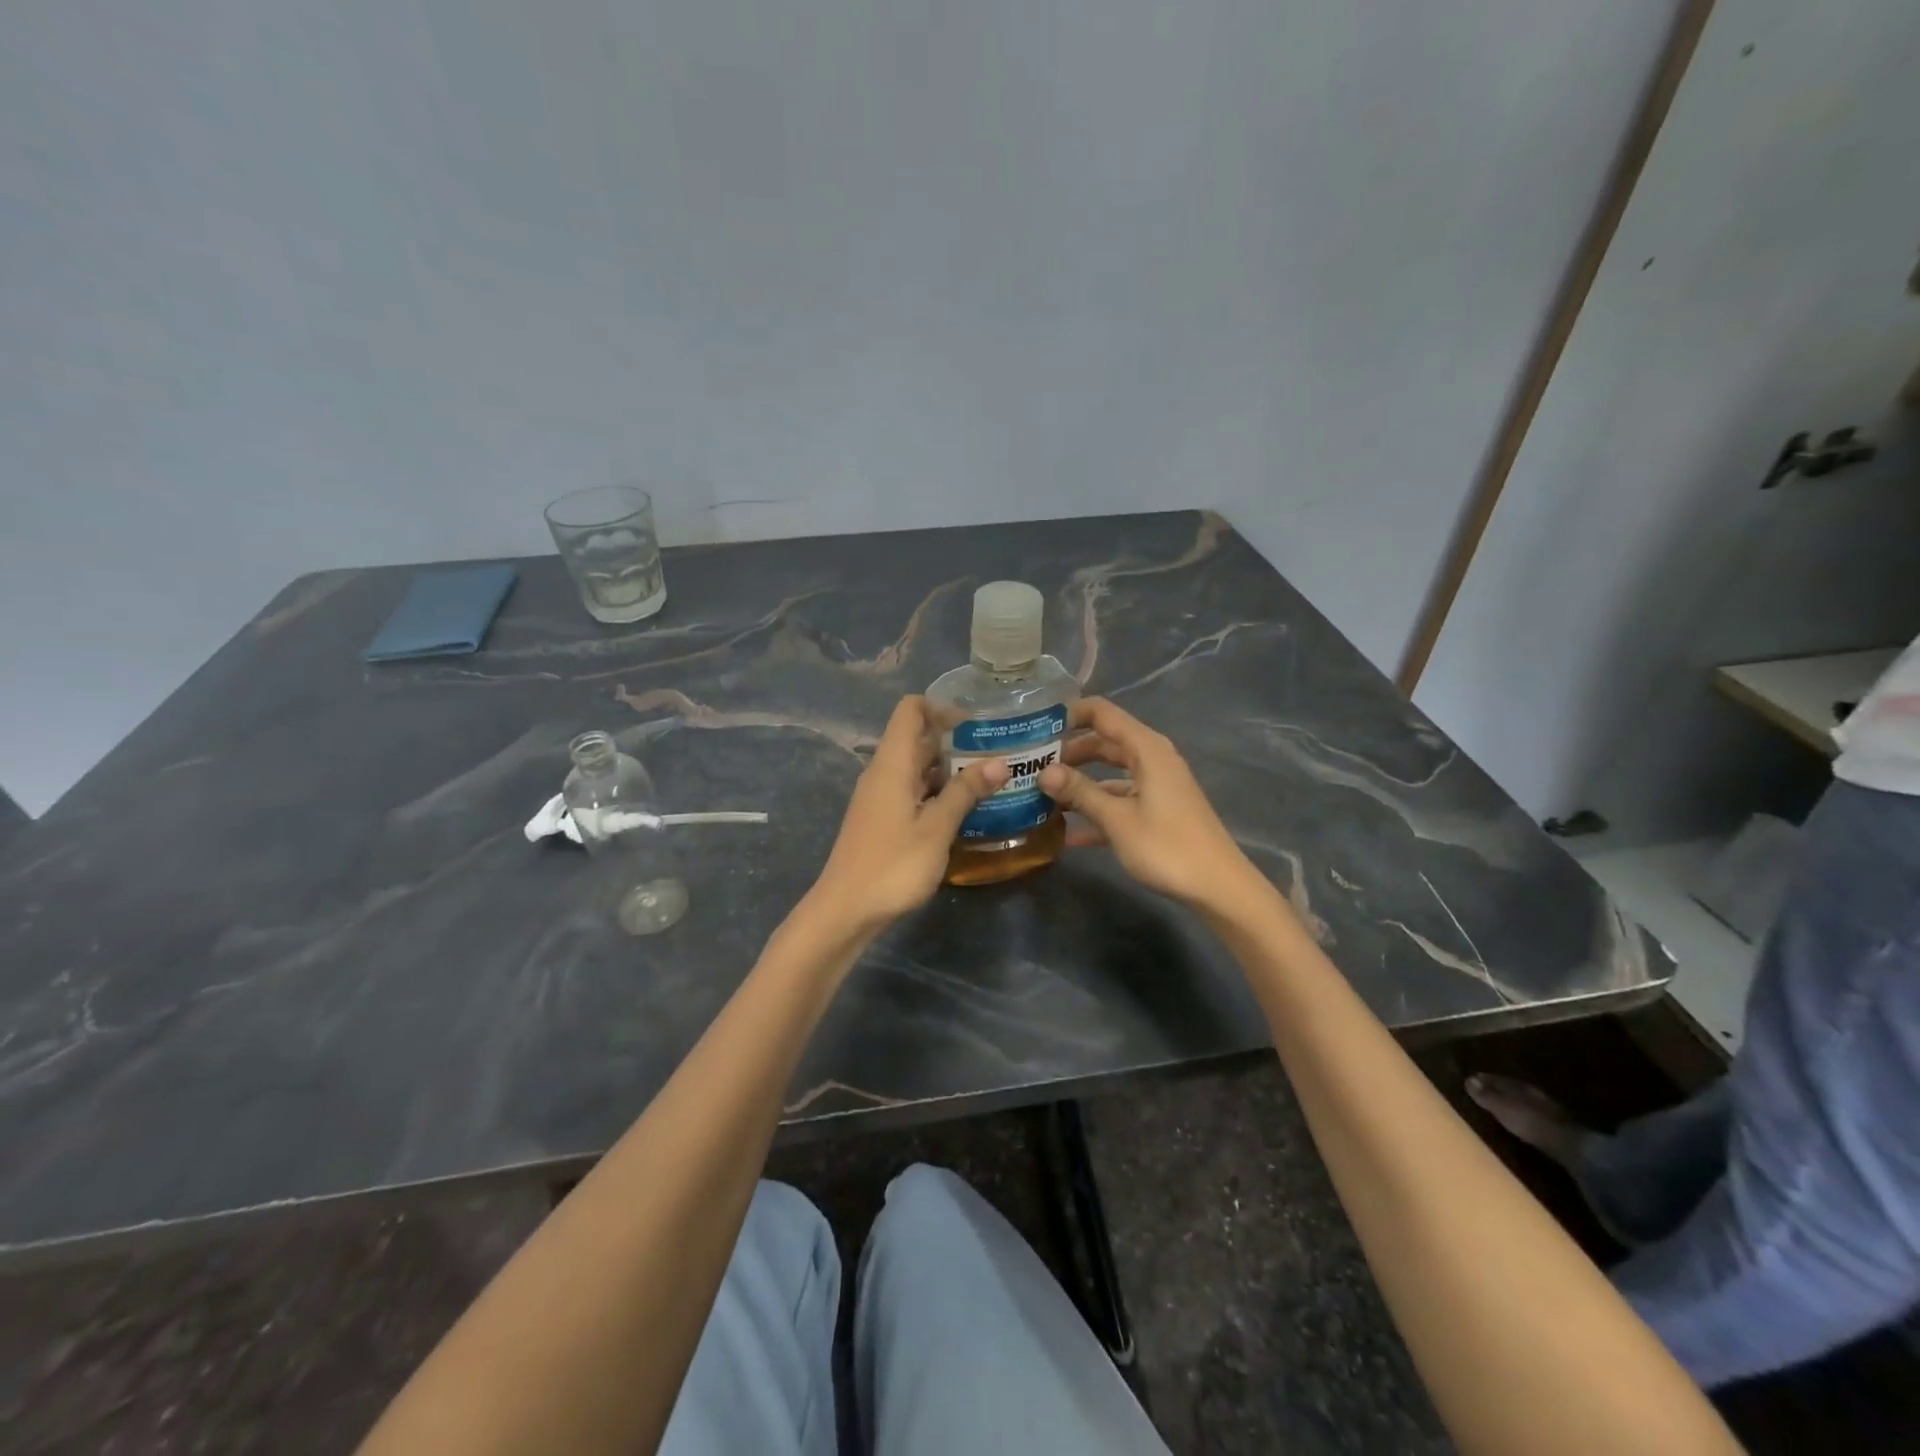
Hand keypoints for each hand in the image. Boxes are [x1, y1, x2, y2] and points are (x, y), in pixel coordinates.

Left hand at [807, 696, 1006, 933]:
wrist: (845, 911)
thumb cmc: (892, 865)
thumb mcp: (936, 828)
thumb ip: (966, 793)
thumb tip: (1000, 762)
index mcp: (892, 764)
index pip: (910, 710)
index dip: (941, 707)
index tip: (976, 723)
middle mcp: (883, 773)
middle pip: (916, 738)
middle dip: (954, 740)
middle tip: (996, 751)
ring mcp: (880, 798)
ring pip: (916, 767)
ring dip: (949, 768)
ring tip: (990, 779)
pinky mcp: (882, 820)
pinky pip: (912, 791)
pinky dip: (937, 792)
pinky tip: (965, 809)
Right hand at [1038, 697, 1259, 909]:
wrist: (1218, 886)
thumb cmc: (1167, 846)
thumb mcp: (1117, 819)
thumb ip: (1080, 792)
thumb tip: (1043, 771)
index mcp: (1146, 749)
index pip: (1102, 713)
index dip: (1069, 713)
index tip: (1035, 726)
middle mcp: (1151, 759)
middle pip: (1103, 742)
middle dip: (1068, 752)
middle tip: (1031, 764)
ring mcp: (1155, 785)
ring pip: (1109, 773)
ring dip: (1079, 783)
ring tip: (1042, 795)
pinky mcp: (1157, 810)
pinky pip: (1120, 799)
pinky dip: (1097, 808)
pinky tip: (1067, 832)